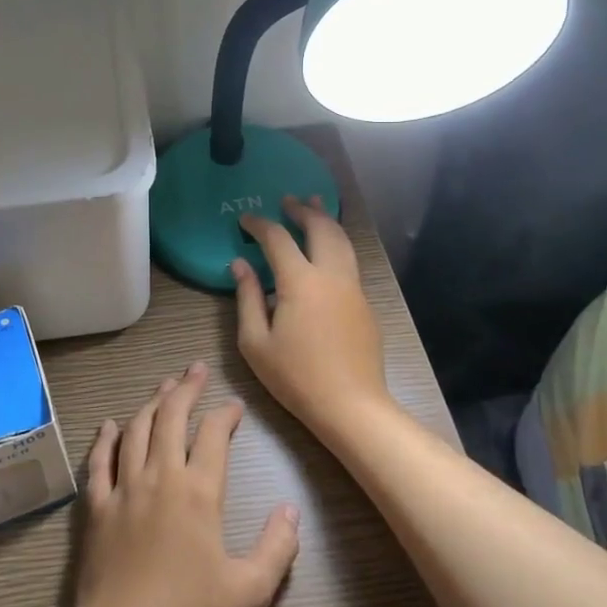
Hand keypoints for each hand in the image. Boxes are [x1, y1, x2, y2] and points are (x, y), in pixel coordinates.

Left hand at [75, 362, 300, 606]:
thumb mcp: (250, 591)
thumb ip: (277, 548)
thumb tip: (291, 510)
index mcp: (198, 492)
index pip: (213, 436)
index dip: (225, 414)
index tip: (234, 406)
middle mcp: (160, 477)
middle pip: (171, 418)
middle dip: (185, 388)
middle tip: (195, 369)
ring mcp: (124, 488)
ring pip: (136, 430)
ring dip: (151, 403)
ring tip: (163, 386)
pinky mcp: (97, 505)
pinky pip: (99, 461)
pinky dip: (105, 438)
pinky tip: (110, 424)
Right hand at [232, 195, 392, 436]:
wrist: (351, 406)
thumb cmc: (296, 377)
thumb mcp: (255, 342)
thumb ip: (247, 297)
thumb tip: (240, 264)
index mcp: (300, 281)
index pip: (278, 239)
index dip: (260, 224)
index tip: (245, 219)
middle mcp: (331, 275)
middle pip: (320, 228)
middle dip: (302, 210)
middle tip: (287, 200)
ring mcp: (353, 288)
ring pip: (342, 241)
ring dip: (326, 220)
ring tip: (315, 206)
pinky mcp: (365, 304)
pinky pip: (349, 262)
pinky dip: (336, 244)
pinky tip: (328, 250)